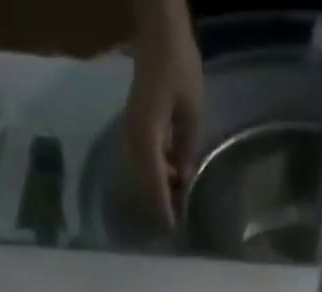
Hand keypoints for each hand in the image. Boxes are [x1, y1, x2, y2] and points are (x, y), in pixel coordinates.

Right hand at [124, 6, 202, 229]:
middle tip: (175, 229)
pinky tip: (170, 183)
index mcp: (147, 138)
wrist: (157, 31)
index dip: (164, 210)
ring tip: (175, 209)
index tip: (173, 231)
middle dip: (159, 208)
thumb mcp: (191, 111)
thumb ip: (186, 148)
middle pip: (144, 187)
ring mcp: (130, 135)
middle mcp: (133, 141)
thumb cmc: (178, 66)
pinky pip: (143, 164)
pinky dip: (156, 178)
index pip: (155, 185)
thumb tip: (183, 179)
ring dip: (157, 194)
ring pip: (142, 178)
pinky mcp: (133, 130)